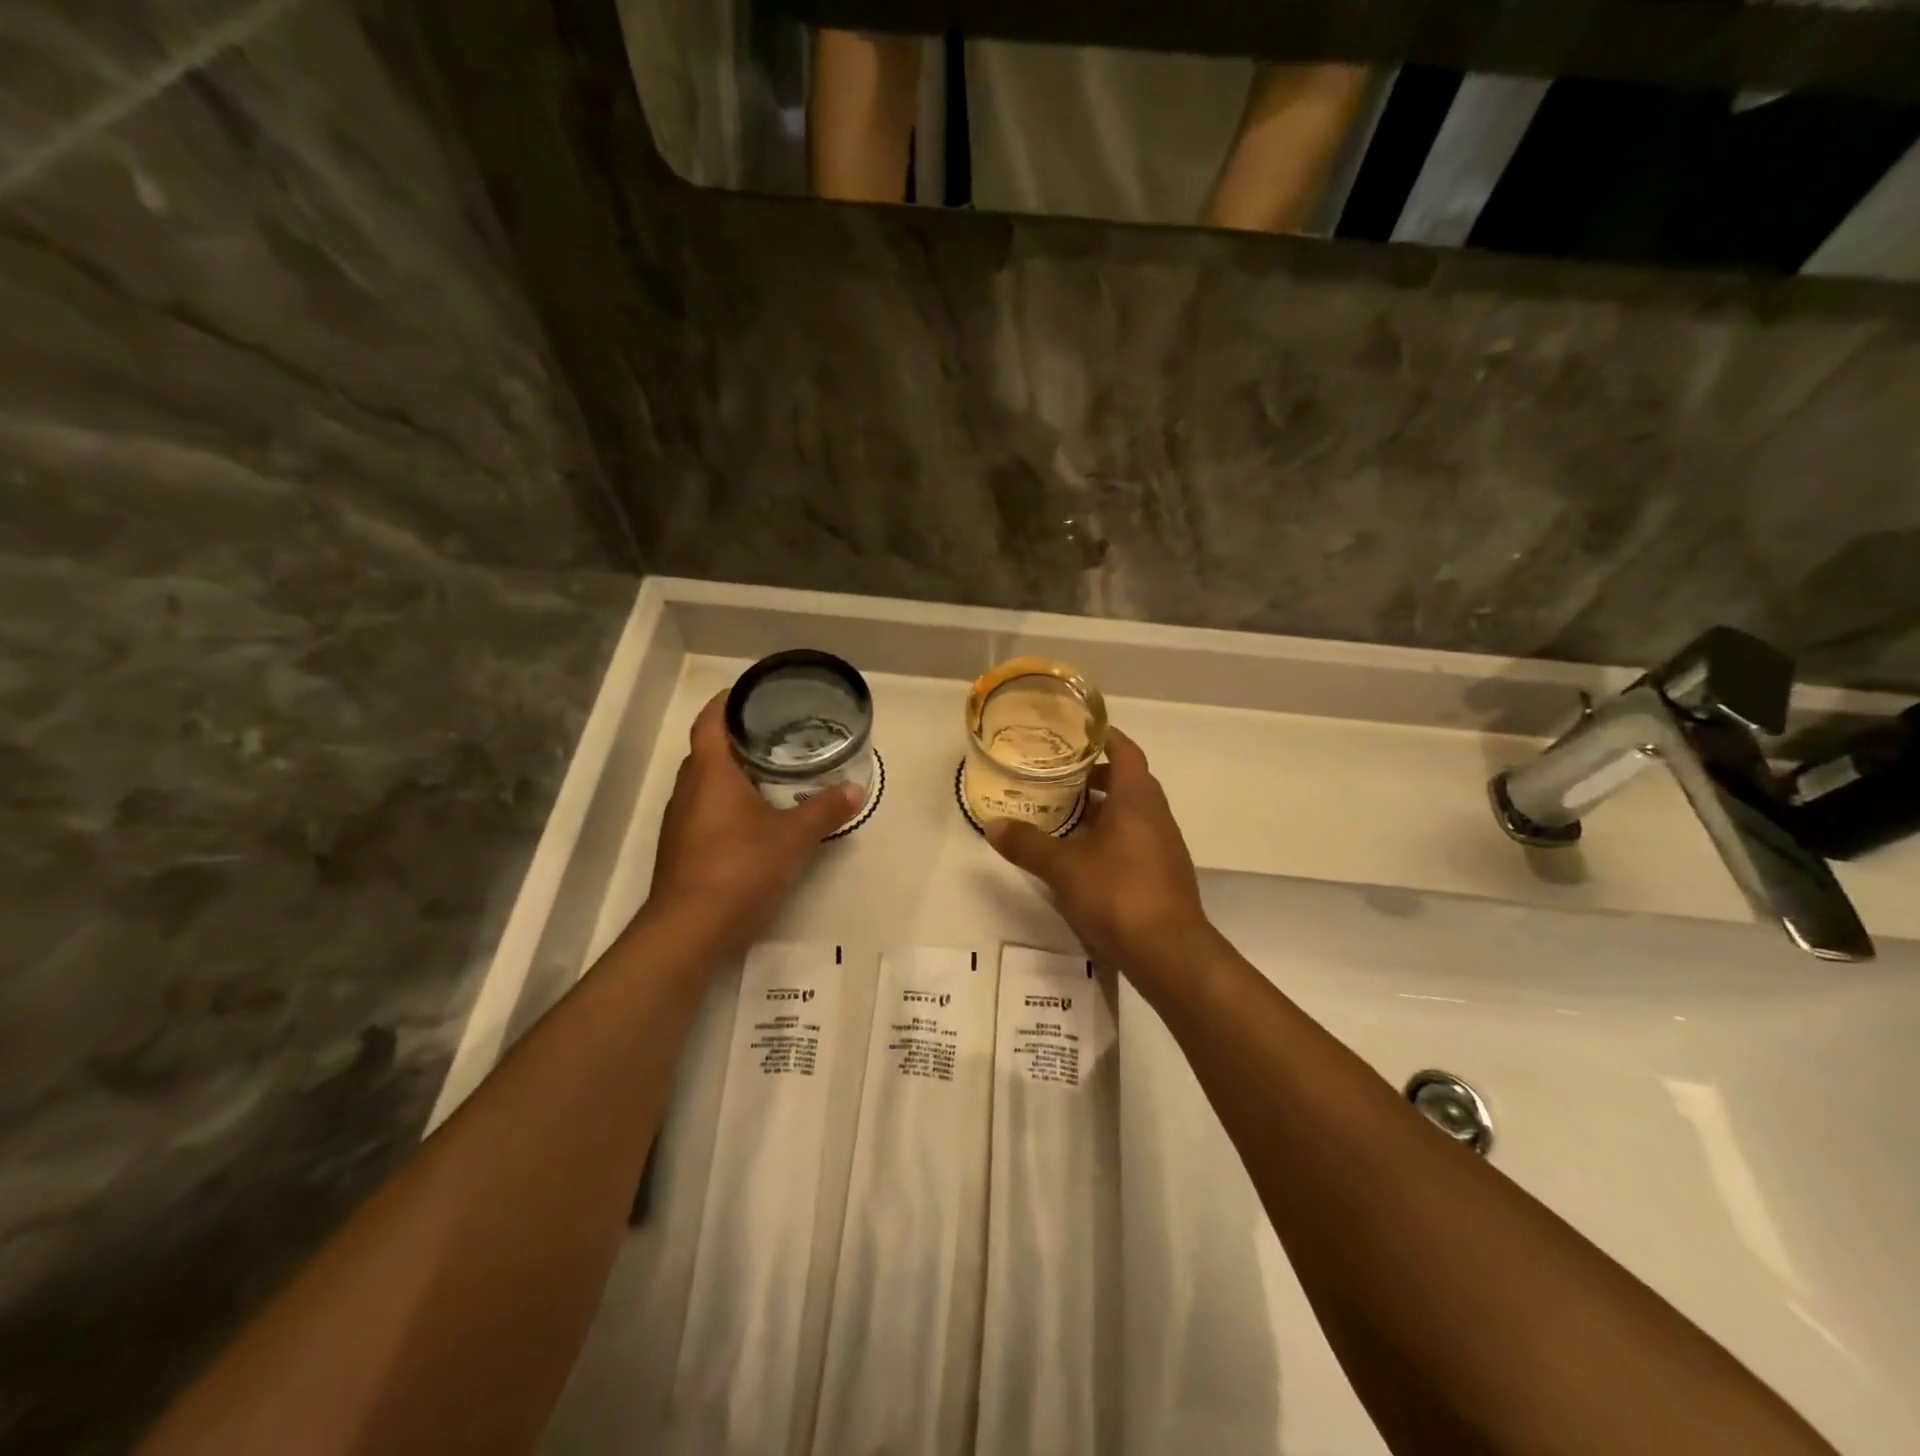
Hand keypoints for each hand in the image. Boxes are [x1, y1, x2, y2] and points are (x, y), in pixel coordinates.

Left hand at [644, 693, 861, 955]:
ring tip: (771, 770)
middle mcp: (688, 789)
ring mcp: (681, 820)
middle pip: (708, 749)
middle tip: (776, 731)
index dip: (728, 701)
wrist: (689, 929)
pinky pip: (705, 808)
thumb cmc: (739, 869)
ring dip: (732, 771)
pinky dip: (728, 800)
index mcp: (710, 773)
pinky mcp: (682, 847)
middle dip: (737, 736)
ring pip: (705, 782)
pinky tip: (755, 816)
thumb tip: (855, 789)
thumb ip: (824, 810)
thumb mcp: (792, 838)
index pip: (711, 720)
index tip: (753, 692)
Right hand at [984, 727, 1210, 979]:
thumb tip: (992, 826)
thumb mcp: (1063, 868)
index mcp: (1136, 800)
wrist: (1169, 952)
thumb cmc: (1118, 894)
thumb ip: (1028, 844)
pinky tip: (1084, 856)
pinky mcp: (1163, 874)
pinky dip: (1111, 836)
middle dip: (1095, 776)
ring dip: (1102, 808)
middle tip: (1059, 777)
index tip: (1077, 733)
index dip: (1104, 738)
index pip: (1126, 752)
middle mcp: (1156, 815)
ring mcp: (1164, 846)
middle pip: (1129, 781)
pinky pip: (1135, 839)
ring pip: (1132, 813)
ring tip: (1065, 815)